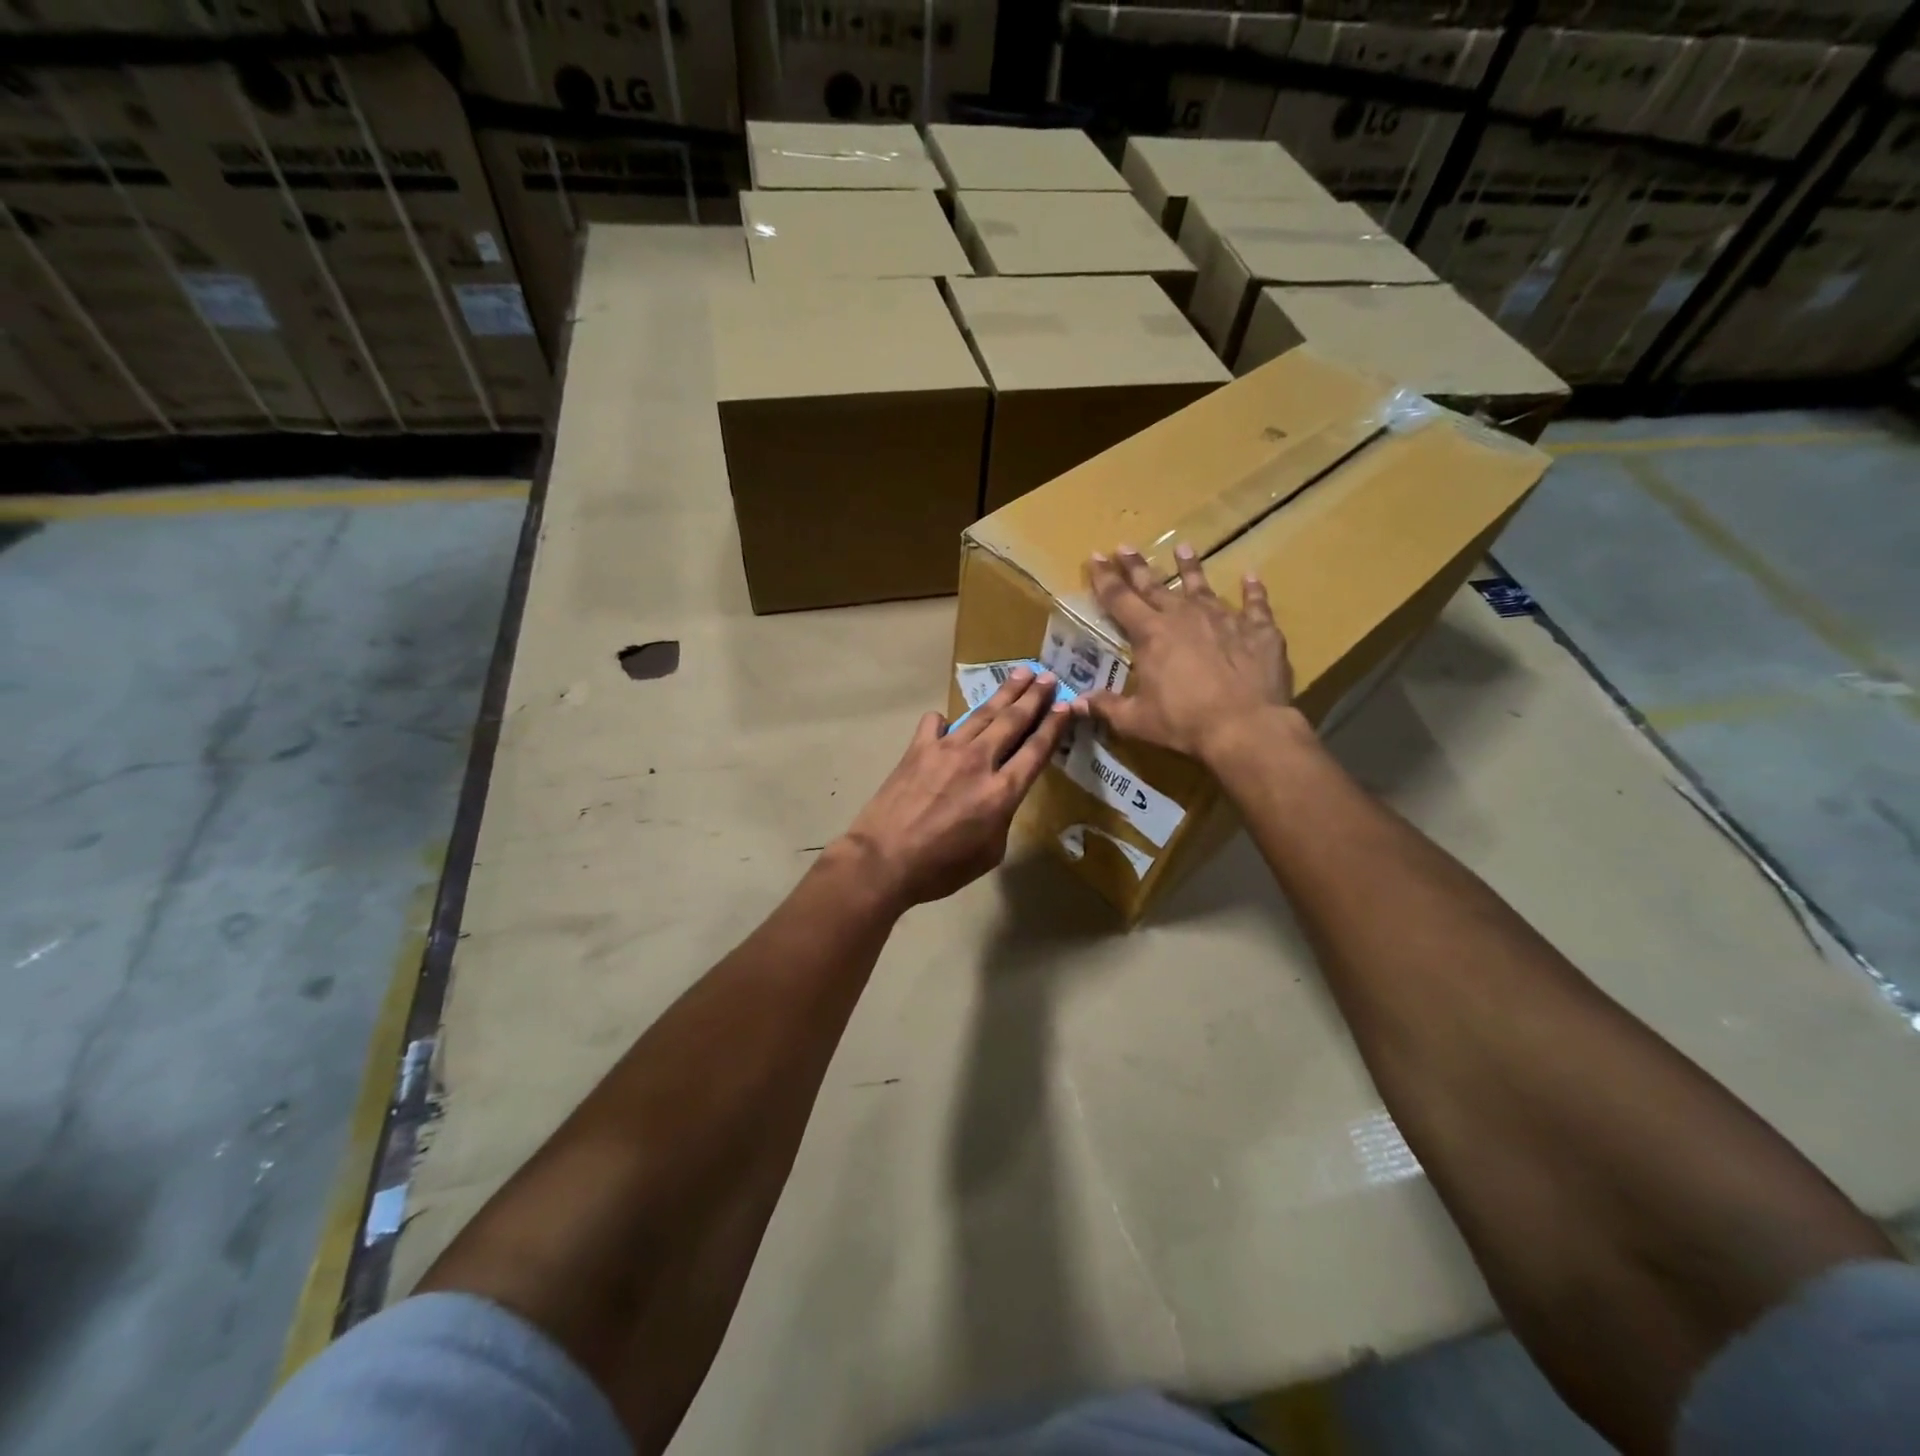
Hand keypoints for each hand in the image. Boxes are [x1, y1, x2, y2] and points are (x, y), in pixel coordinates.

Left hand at [838, 666, 1071, 909]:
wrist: (884, 859)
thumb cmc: (941, 868)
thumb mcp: (989, 852)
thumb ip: (1002, 817)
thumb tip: (998, 795)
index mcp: (1002, 792)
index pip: (1036, 749)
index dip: (1055, 725)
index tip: (1067, 705)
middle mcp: (979, 761)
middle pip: (1013, 721)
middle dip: (1034, 696)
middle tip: (1048, 676)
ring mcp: (946, 749)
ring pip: (982, 714)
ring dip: (1004, 693)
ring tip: (1020, 673)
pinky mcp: (918, 749)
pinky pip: (935, 723)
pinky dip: (945, 720)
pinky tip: (948, 721)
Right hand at [1075, 544, 1299, 762]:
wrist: (1246, 726)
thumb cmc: (1184, 723)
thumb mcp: (1136, 720)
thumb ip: (1106, 707)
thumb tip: (1075, 704)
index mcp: (1150, 634)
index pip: (1120, 599)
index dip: (1104, 578)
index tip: (1095, 556)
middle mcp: (1184, 616)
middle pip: (1155, 585)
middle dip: (1137, 566)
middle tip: (1125, 545)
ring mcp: (1224, 619)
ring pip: (1202, 586)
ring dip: (1191, 567)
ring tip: (1184, 548)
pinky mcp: (1259, 630)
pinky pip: (1255, 604)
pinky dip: (1253, 590)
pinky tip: (1251, 577)